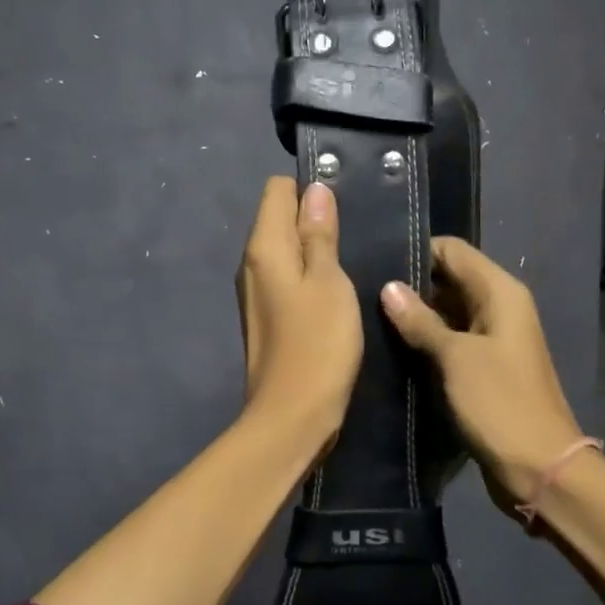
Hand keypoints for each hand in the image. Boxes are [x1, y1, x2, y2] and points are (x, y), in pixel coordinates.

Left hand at [237, 177, 363, 452]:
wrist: (292, 415)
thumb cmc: (318, 344)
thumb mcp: (330, 282)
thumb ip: (320, 234)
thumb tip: (315, 190)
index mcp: (264, 247)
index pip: (277, 189)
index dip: (310, 190)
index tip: (343, 208)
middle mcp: (251, 263)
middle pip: (279, 218)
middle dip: (313, 218)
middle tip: (354, 235)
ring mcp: (256, 291)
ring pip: (284, 249)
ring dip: (313, 249)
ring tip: (349, 262)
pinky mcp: (266, 316)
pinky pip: (286, 277)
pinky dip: (308, 276)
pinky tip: (334, 292)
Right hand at [381, 239, 582, 508]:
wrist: (540, 467)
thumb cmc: (500, 403)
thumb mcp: (455, 358)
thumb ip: (421, 321)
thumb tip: (389, 287)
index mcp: (500, 293)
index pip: (453, 250)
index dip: (417, 251)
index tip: (375, 262)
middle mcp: (499, 307)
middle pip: (450, 279)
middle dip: (411, 285)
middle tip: (362, 293)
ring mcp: (492, 339)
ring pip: (447, 311)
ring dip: (416, 315)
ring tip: (367, 317)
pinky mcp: (484, 367)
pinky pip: (451, 341)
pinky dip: (426, 341)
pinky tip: (391, 346)